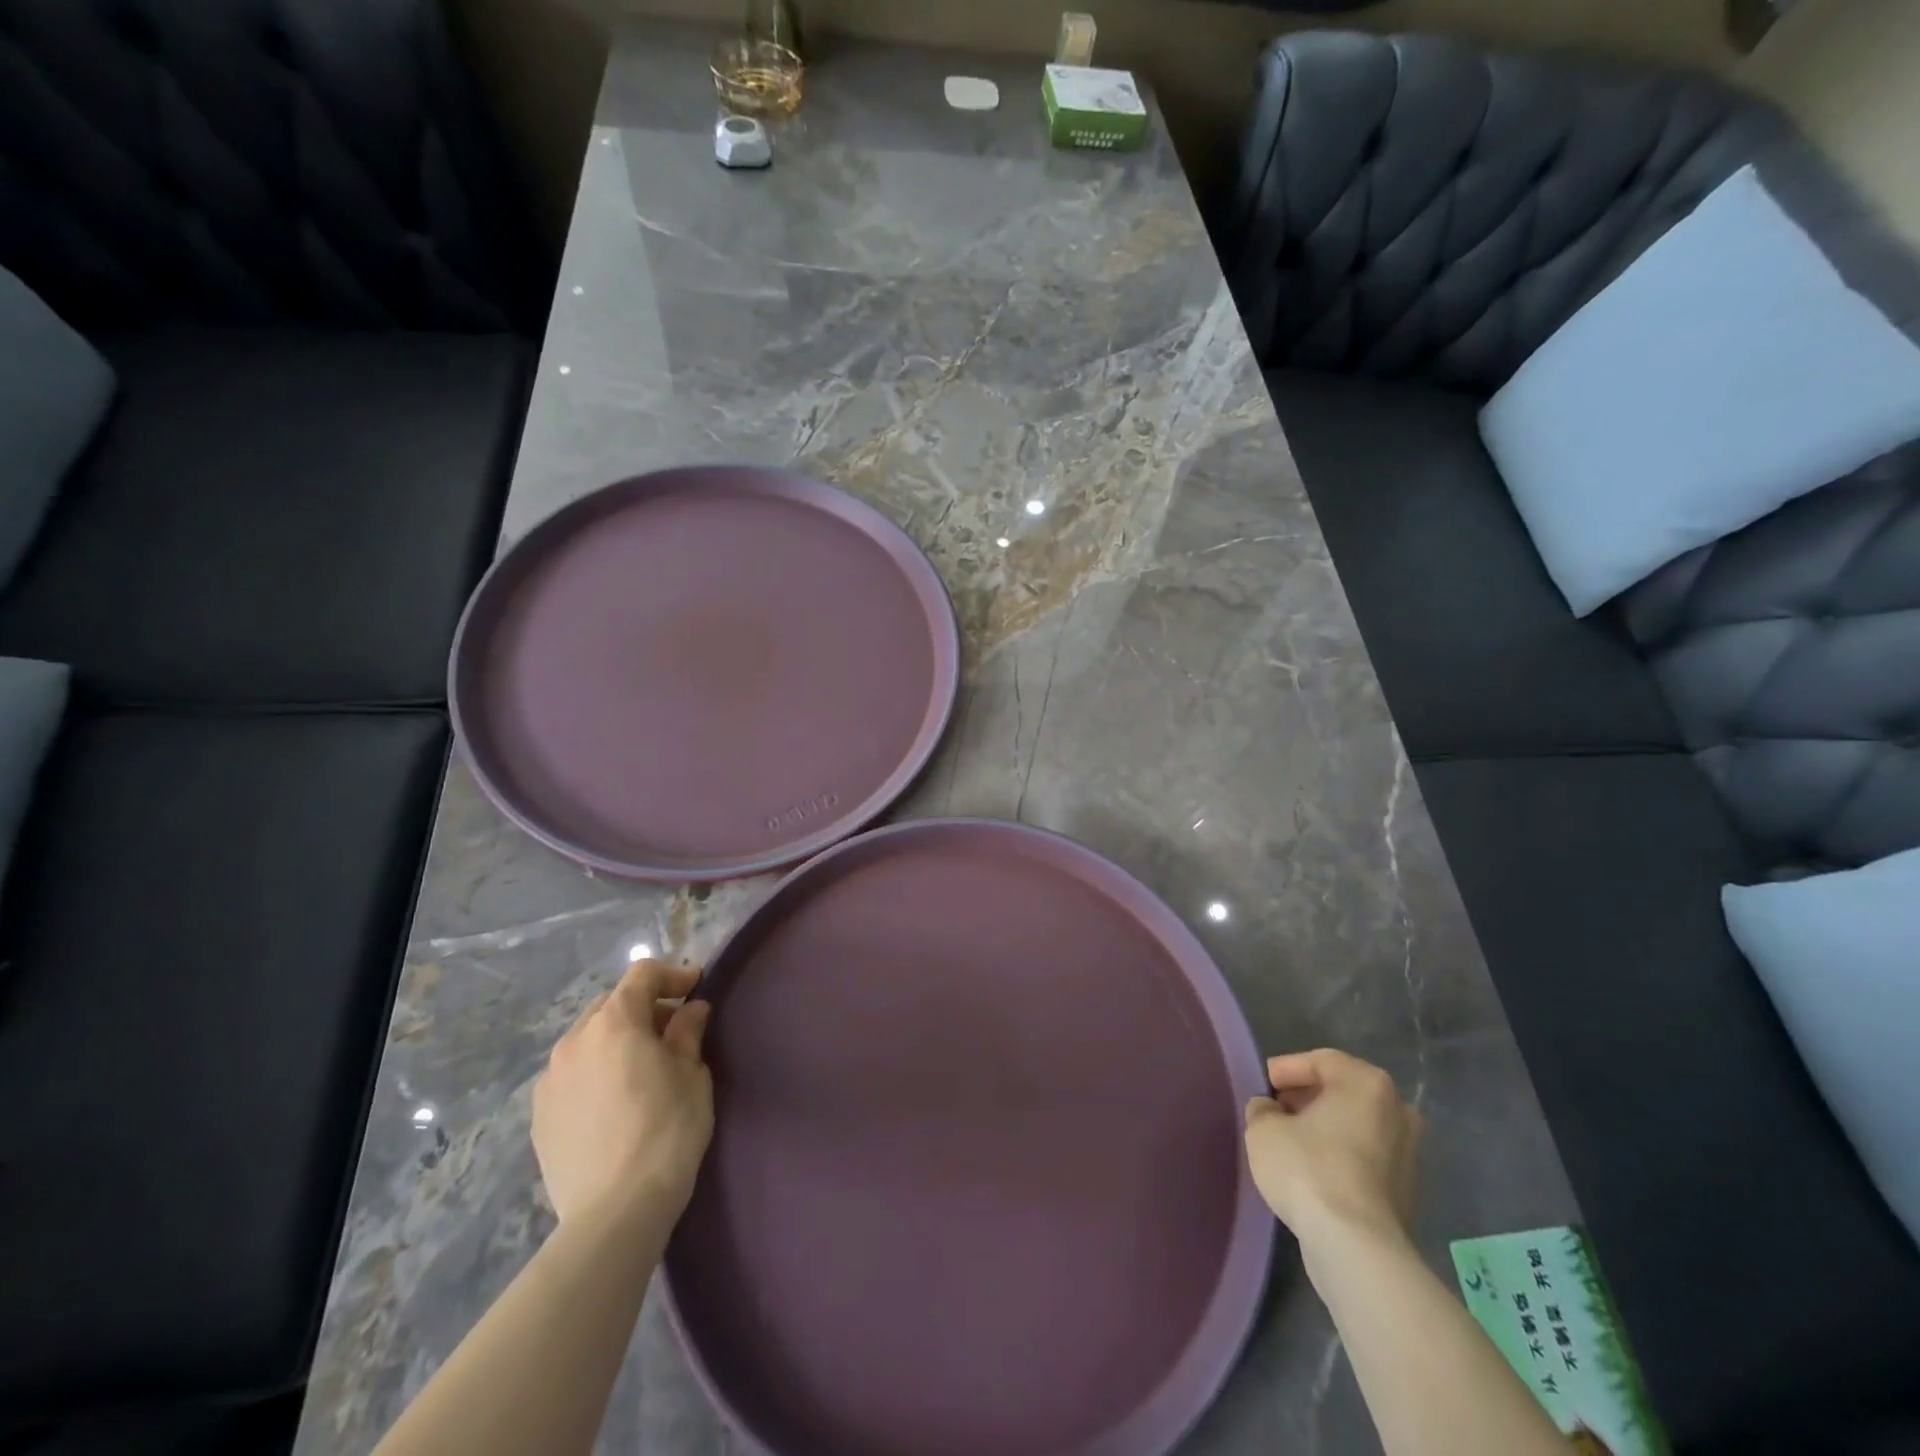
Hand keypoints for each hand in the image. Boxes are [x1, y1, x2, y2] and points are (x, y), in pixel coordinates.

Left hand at [532, 959, 713, 1226]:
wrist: (614, 1211)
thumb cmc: (666, 1131)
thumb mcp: (692, 1075)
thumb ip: (688, 1033)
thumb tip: (690, 1010)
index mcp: (615, 1023)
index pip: (643, 975)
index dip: (673, 975)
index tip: (696, 989)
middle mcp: (574, 1040)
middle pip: (611, 1004)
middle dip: (643, 1008)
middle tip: (672, 1031)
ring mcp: (550, 1079)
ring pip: (588, 1039)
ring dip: (616, 1040)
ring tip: (640, 1068)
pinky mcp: (540, 1115)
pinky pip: (572, 1074)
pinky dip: (595, 1070)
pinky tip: (614, 1101)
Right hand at [1244, 1049, 1421, 1250]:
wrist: (1356, 1247)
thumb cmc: (1308, 1168)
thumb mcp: (1263, 1128)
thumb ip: (1263, 1109)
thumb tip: (1270, 1111)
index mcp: (1367, 1083)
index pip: (1321, 1061)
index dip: (1287, 1069)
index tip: (1265, 1084)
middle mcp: (1397, 1110)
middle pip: (1343, 1092)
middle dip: (1308, 1098)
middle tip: (1277, 1109)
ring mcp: (1409, 1153)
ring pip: (1357, 1126)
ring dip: (1326, 1128)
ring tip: (1291, 1141)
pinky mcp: (1408, 1191)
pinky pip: (1366, 1158)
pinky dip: (1341, 1156)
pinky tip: (1313, 1171)